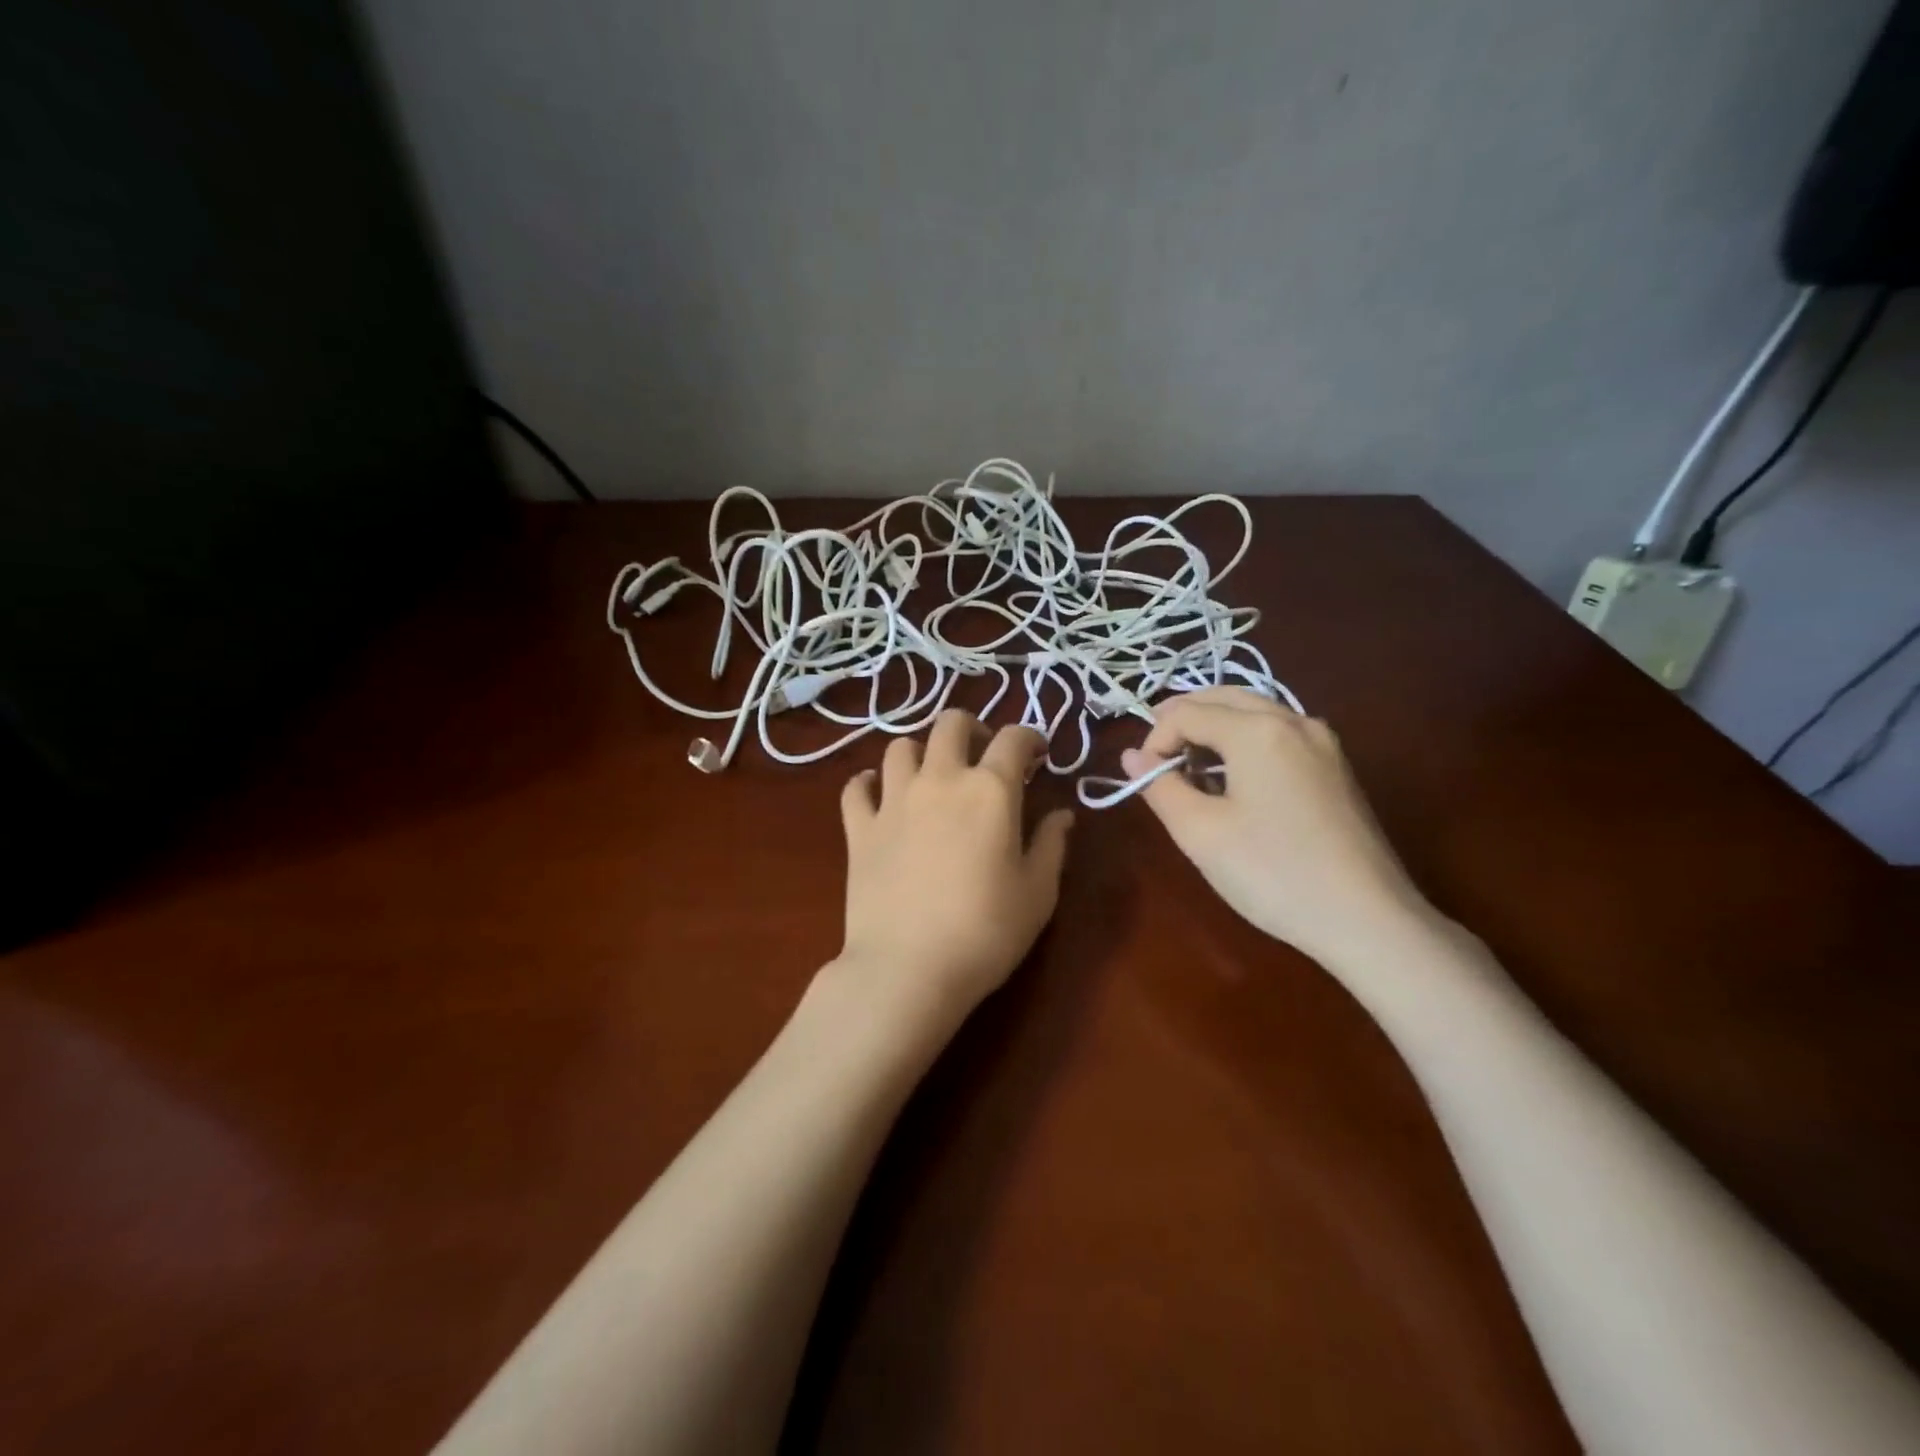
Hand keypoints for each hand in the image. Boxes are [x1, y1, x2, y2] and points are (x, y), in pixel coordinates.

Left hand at [835, 709, 1074, 1029]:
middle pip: (950, 724)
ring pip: (899, 747)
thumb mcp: (1038, 893)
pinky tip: (878, 795)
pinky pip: (855, 787)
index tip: (1037, 754)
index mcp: (990, 790)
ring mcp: (893, 801)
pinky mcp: (859, 828)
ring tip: (931, 775)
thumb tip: (1062, 814)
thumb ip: (1052, 845)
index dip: (1030, 737)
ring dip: (920, 752)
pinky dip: (868, 783)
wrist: (908, 968)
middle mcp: (940, 780)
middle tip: (983, 753)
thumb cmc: (986, 932)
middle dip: (972, 728)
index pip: (1014, 738)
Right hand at [1120, 687, 1433, 968]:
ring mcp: (1322, 741)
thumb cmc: (1272, 872)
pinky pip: (1278, 732)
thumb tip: (1132, 757)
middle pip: (1223, 697)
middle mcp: (1293, 720)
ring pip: (1254, 710)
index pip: (1187, 713)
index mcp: (1257, 730)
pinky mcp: (1336, 766)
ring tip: (1189, 765)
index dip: (1155, 740)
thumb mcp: (1200, 832)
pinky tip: (1233, 776)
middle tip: (1156, 755)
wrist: (1367, 919)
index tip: (1143, 779)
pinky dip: (1244, 738)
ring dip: (1214, 725)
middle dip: (1183, 718)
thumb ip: (1160, 787)